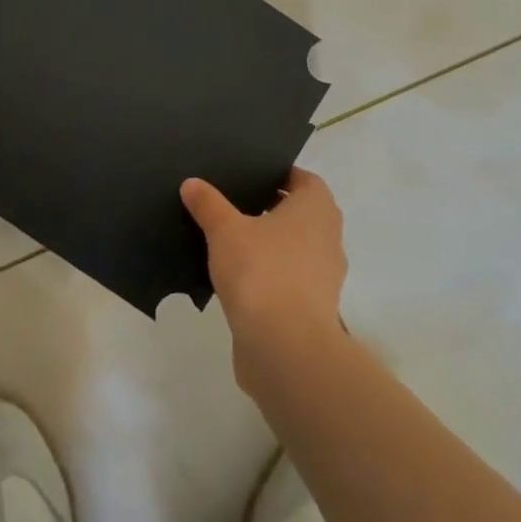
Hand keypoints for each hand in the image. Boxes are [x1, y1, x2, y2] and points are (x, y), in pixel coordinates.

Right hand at [181, 169, 346, 385]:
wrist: (284, 346)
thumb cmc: (261, 271)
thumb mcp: (225, 230)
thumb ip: (209, 204)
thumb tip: (192, 184)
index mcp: (316, 209)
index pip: (304, 180)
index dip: (279, 175)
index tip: (250, 175)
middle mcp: (328, 238)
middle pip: (301, 214)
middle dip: (271, 209)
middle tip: (234, 203)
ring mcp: (324, 276)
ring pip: (295, 248)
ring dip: (270, 244)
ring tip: (230, 240)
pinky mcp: (312, 308)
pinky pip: (289, 279)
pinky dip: (269, 274)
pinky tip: (238, 277)